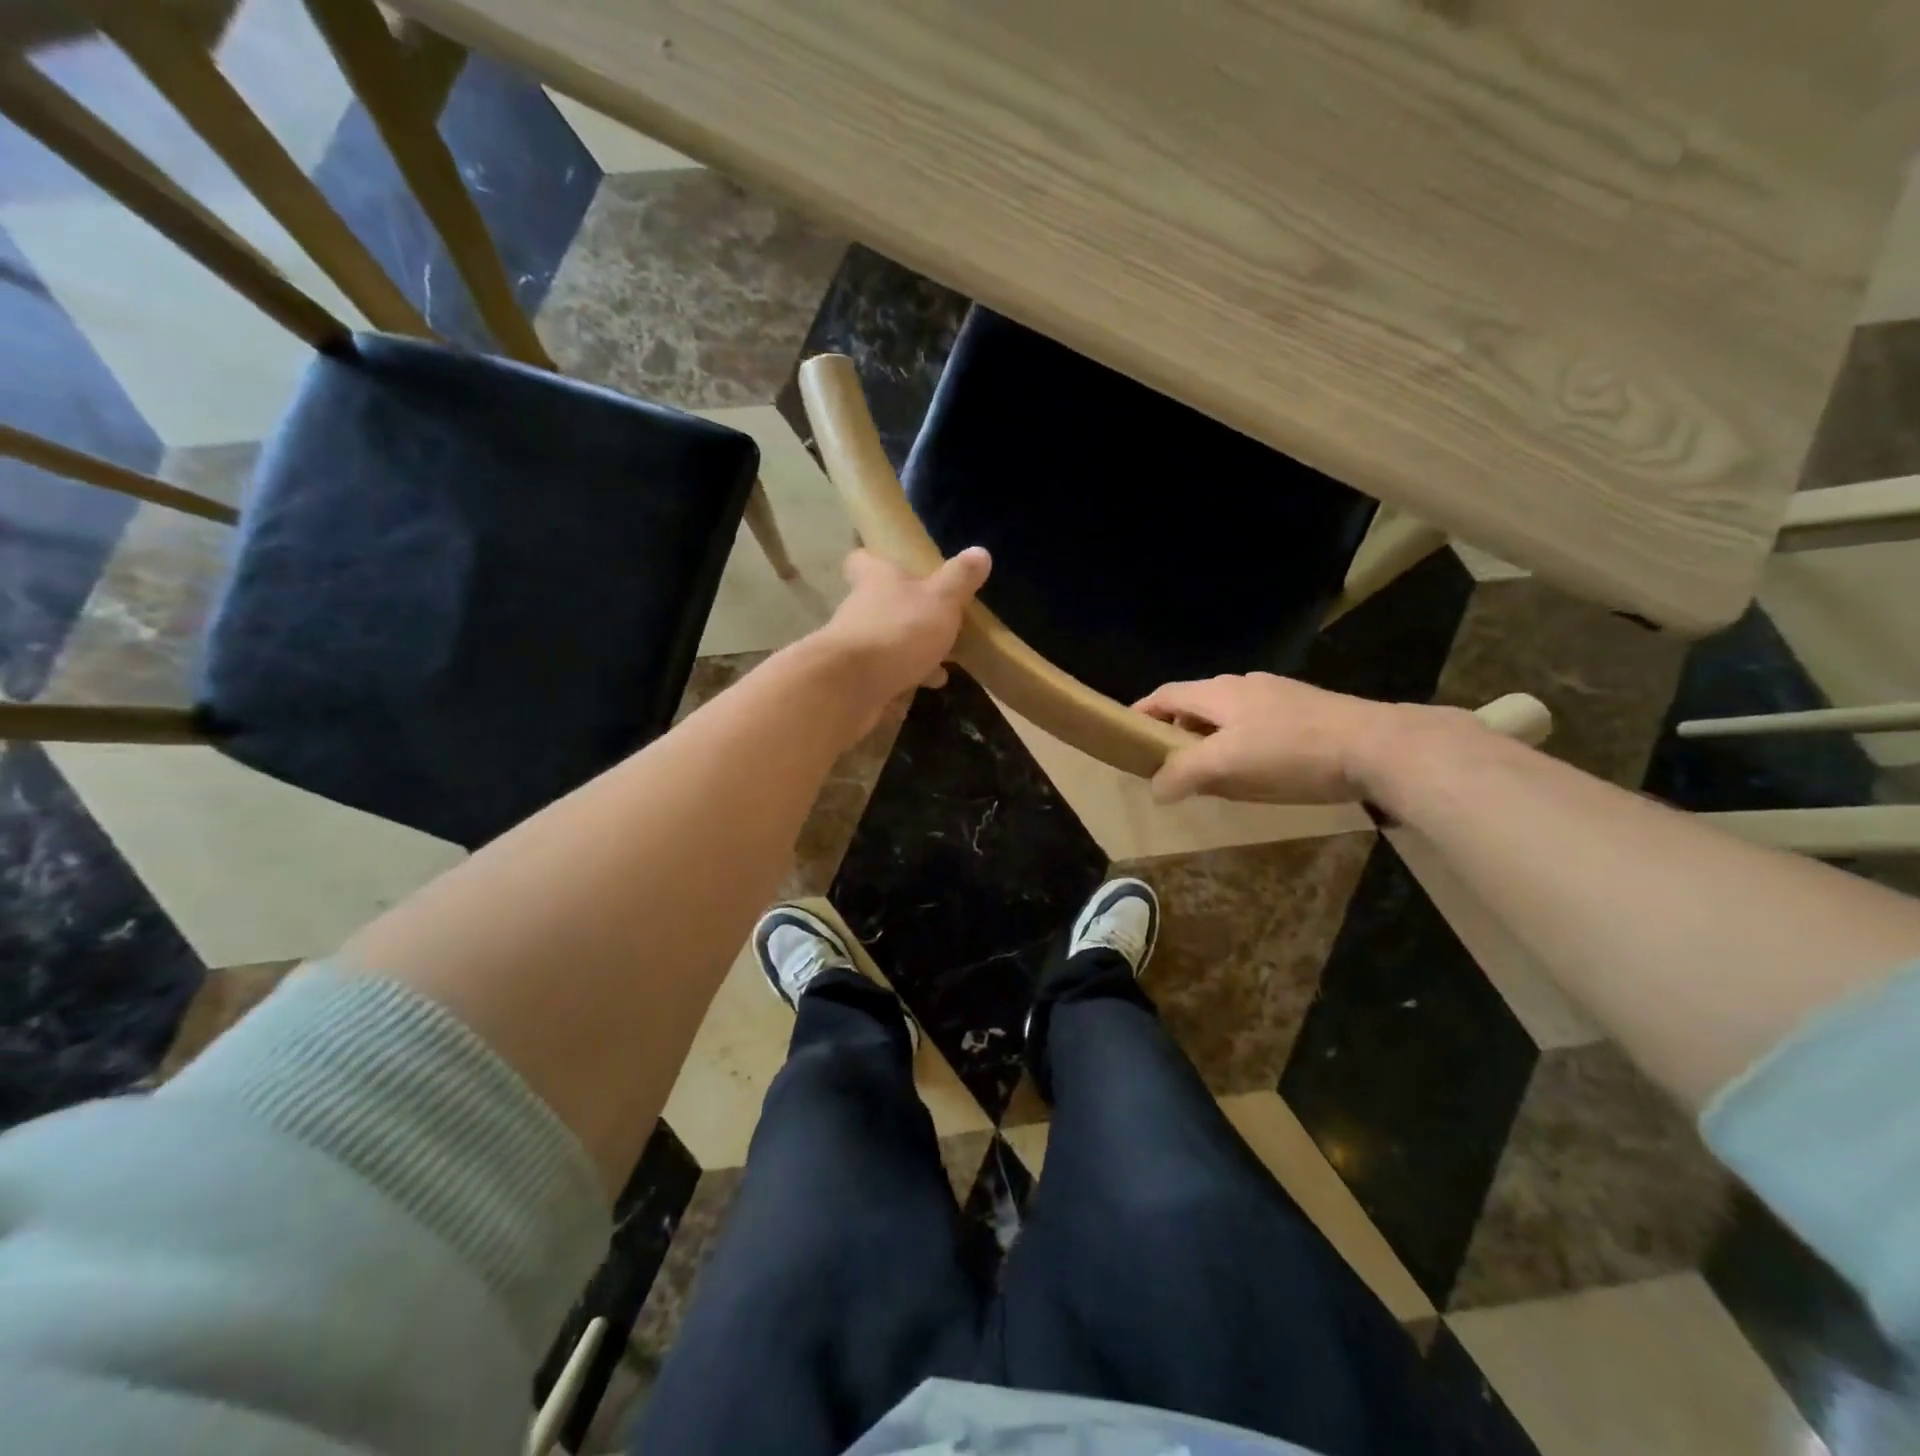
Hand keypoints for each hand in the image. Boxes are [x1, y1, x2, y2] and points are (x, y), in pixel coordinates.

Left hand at [811, 547, 991, 729]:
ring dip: (909, 653)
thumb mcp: (940, 600)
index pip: (862, 560)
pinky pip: (882, 676)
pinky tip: (923, 691)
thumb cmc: (898, 630)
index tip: (893, 567)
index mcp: (876, 580)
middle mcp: (860, 609)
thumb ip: (959, 579)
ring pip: (884, 643)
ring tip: (941, 669)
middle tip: (937, 625)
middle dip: (907, 615)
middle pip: (879, 605)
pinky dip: (902, 681)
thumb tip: (980, 551)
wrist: (851, 686)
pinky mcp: (854, 680)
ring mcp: (854, 647)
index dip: (874, 561)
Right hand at [1134, 673, 1406, 804]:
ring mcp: (1279, 696)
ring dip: (1210, 740)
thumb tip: (1156, 787)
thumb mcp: (1226, 764)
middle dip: (1176, 731)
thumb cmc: (1291, 752)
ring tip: (1211, 773)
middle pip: (1196, 704)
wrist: (1377, 746)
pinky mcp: (1307, 712)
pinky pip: (1258, 725)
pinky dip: (1241, 744)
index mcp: (1218, 692)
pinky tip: (1257, 770)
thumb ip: (1183, 773)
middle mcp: (1245, 685)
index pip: (1166, 694)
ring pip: (1229, 716)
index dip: (1142, 712)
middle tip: (1169, 764)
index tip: (1126, 734)